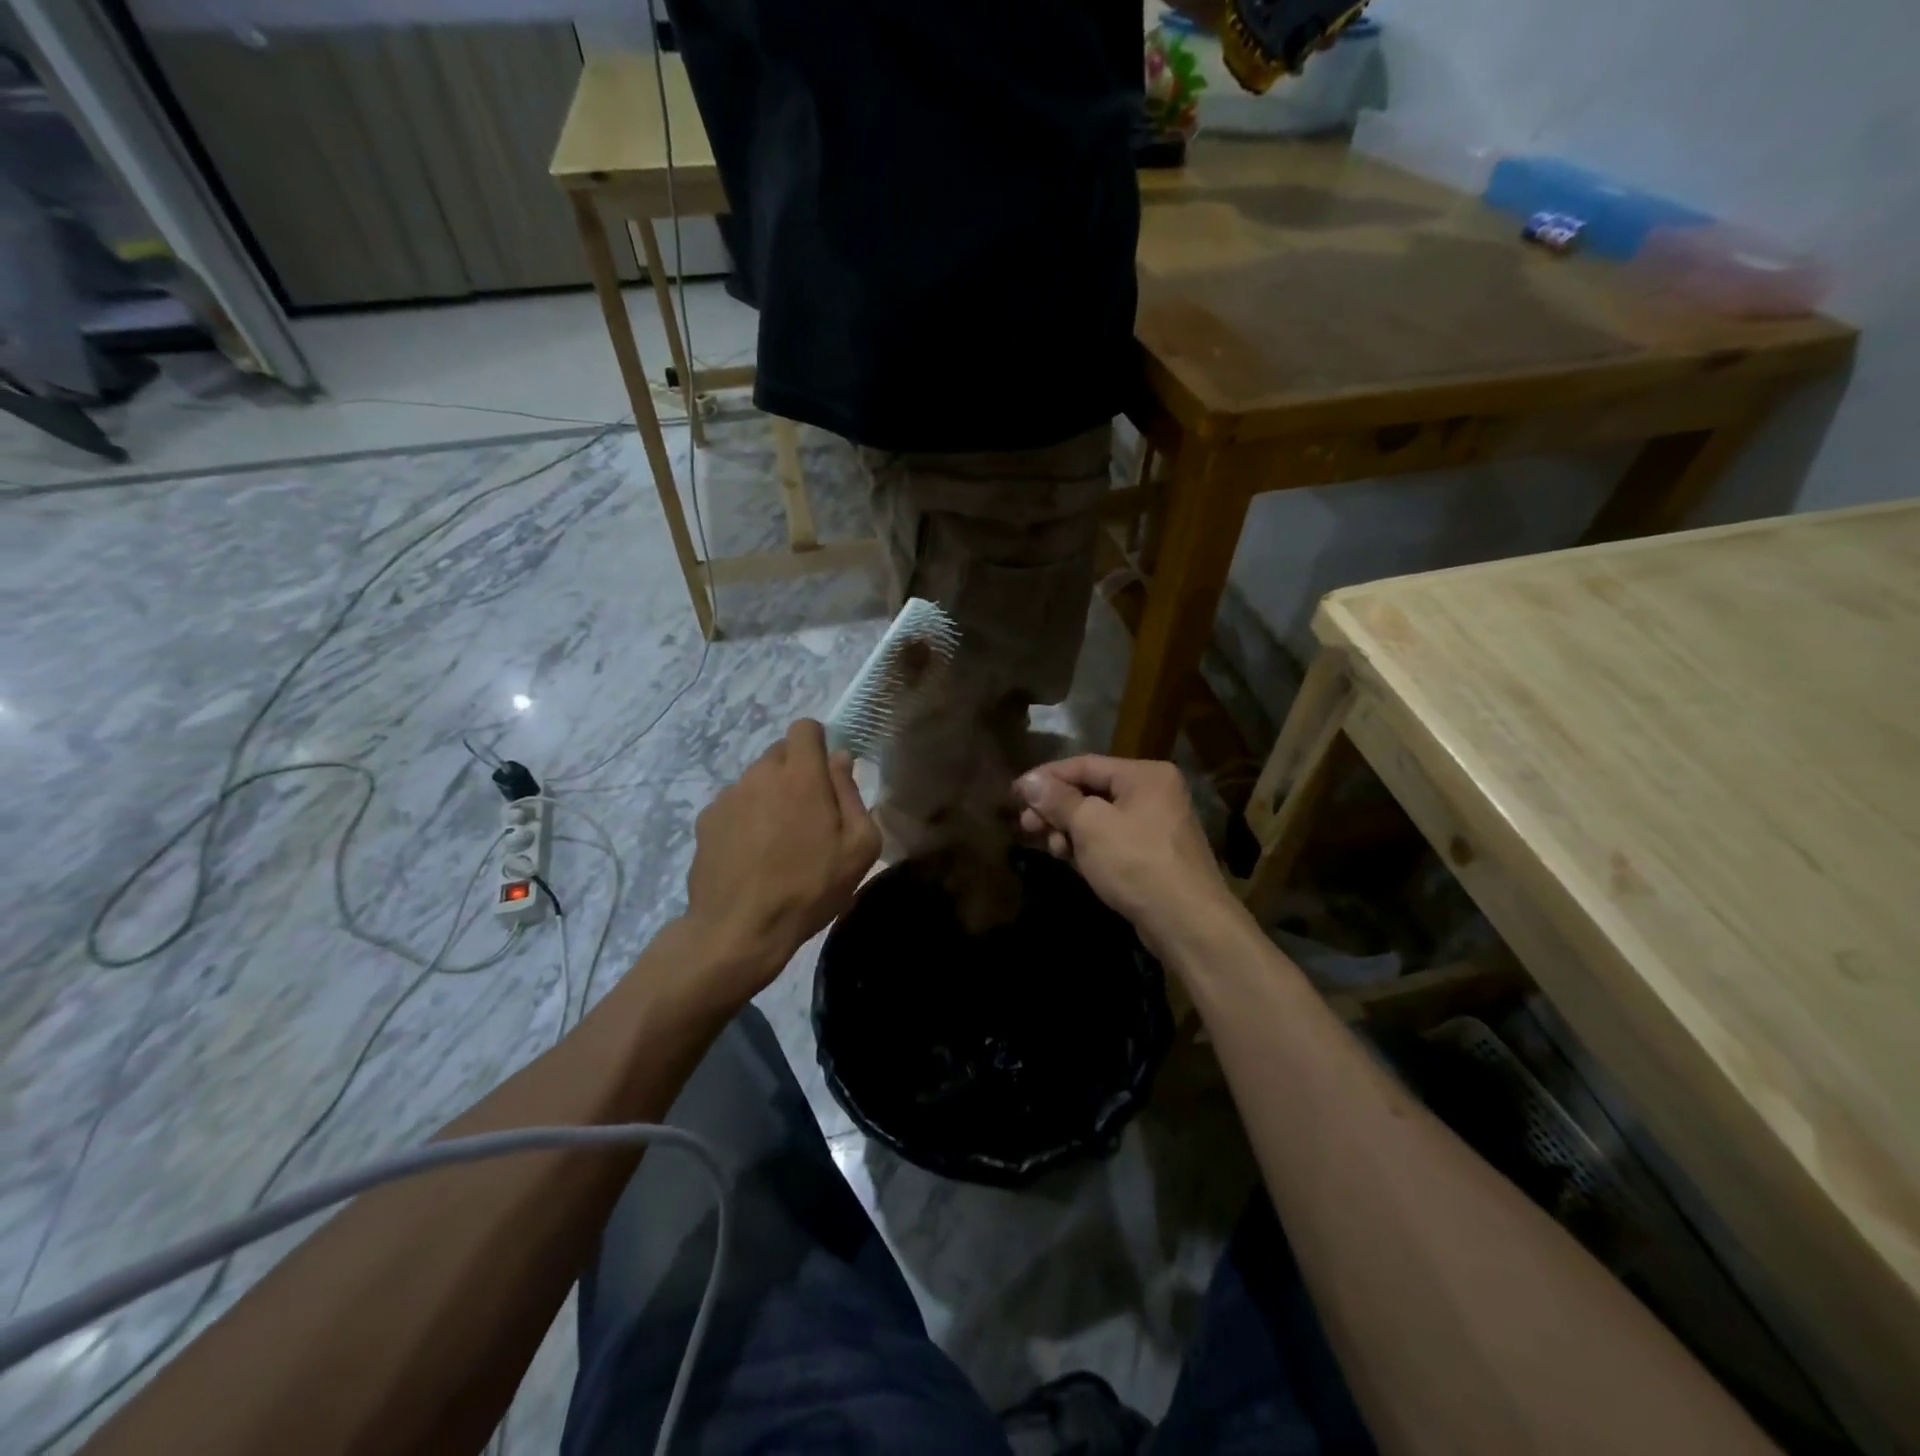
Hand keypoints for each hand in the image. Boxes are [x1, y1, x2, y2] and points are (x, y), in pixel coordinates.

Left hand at [682, 720, 879, 1003]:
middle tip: (809, 815)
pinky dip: (746, 818)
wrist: (738, 930)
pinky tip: (752, 855)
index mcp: (801, 776)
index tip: (828, 774)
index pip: (805, 727)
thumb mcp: (858, 847)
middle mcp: (760, 774)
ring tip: (779, 841)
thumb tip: (841, 759)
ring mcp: (727, 796)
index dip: (819, 742)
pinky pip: (734, 804)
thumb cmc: (809, 888)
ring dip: (771, 796)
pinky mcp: (706, 820)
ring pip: (756, 779)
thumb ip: (852, 794)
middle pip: (781, 753)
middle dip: (797, 772)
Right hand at [1017, 756, 1237, 955]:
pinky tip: (1067, 858)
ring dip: (1068, 829)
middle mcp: (1153, 793)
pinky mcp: (1151, 855)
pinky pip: (1109, 840)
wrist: (1187, 923)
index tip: (1015, 793)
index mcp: (1144, 775)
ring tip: (1049, 847)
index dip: (1046, 777)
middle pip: (1091, 791)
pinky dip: (1086, 846)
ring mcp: (1155, 825)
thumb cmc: (1136, 862)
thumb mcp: (1090, 826)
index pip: (1085, 764)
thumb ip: (1058, 800)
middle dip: (1055, 808)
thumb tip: (1028, 781)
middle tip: (1025, 825)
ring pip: (1098, 818)